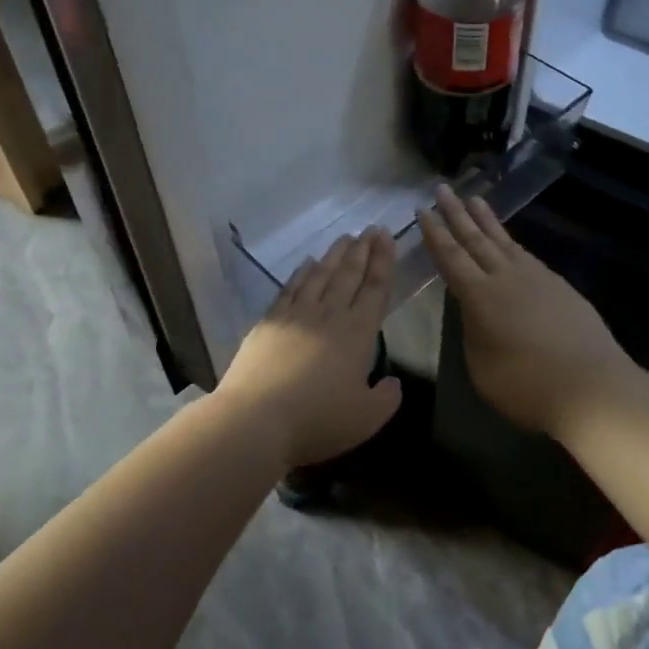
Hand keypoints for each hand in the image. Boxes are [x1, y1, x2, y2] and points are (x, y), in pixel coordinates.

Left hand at [217, 228, 402, 468]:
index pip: (375, 289)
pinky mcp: (270, 322)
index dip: (383, 262)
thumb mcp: (367, 418)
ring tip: (345, 238)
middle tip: (371, 228)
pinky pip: (290, 289)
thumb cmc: (317, 420)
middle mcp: (329, 316)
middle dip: (363, 250)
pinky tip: (307, 263)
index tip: (387, 237)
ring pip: (320, 276)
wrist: (256, 420)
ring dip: (335, 255)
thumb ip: (386, 398)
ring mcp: (296, 315)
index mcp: (358, 334)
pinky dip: (301, 273)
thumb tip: (392, 381)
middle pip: (349, 275)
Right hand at [418, 185, 638, 437]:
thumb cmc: (527, 385)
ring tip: (475, 199)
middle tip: (442, 189)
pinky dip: (511, 242)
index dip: (435, 233)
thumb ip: (473, 333)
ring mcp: (536, 278)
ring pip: (504, 241)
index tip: (422, 210)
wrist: (592, 386)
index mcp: (480, 296)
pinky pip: (525, 254)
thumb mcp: (481, 366)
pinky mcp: (559, 285)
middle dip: (456, 213)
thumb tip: (476, 313)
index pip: (450, 257)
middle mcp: (506, 277)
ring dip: (486, 220)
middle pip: (475, 239)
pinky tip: (510, 243)